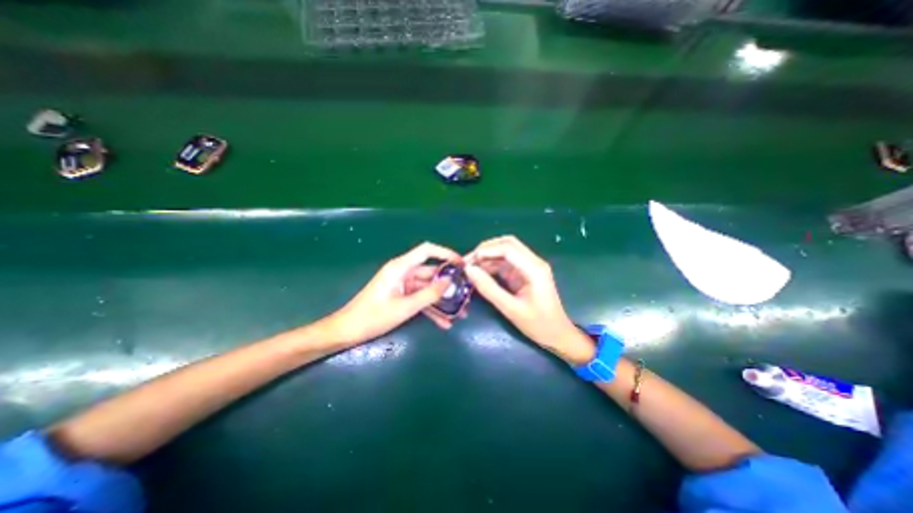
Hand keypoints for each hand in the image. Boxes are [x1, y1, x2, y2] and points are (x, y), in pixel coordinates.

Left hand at [324, 242, 460, 344]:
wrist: (347, 331)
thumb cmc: (373, 317)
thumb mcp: (405, 307)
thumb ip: (429, 294)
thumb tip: (449, 282)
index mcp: (401, 267)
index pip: (427, 251)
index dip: (446, 253)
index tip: (461, 263)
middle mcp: (403, 272)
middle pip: (431, 273)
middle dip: (448, 285)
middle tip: (465, 294)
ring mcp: (402, 285)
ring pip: (427, 288)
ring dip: (442, 300)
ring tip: (459, 313)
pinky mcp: (401, 296)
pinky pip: (420, 299)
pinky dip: (431, 308)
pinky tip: (444, 322)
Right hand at [465, 236, 600, 364]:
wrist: (558, 335)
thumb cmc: (538, 324)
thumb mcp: (510, 309)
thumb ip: (489, 288)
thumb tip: (469, 270)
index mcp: (534, 269)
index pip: (508, 248)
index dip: (486, 251)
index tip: (468, 262)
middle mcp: (533, 262)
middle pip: (507, 244)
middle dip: (486, 249)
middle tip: (468, 262)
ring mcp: (529, 266)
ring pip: (505, 251)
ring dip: (487, 256)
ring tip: (470, 268)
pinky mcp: (524, 273)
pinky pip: (506, 262)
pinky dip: (492, 265)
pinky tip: (480, 273)